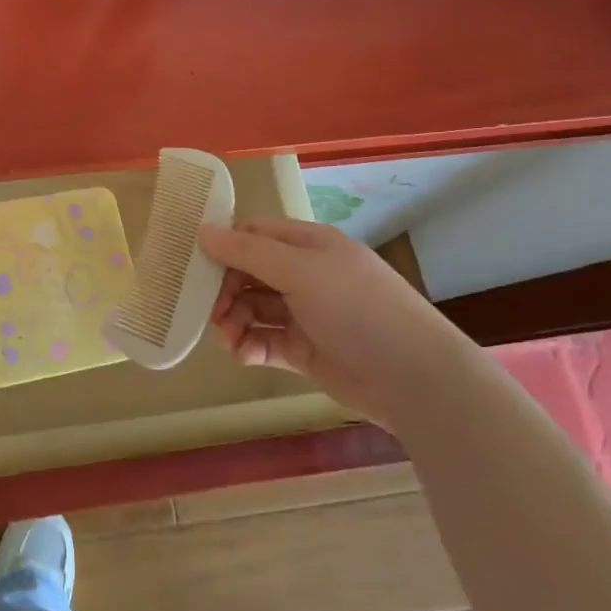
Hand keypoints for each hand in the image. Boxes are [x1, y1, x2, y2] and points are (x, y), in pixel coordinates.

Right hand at [198, 218, 482, 430]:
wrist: (415, 379)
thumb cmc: (357, 309)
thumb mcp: (300, 270)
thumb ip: (247, 252)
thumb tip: (201, 231)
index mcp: (309, 245)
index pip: (254, 234)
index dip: (224, 246)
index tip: (195, 266)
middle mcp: (306, 275)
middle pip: (249, 273)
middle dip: (224, 290)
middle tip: (210, 311)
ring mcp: (306, 314)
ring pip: (253, 309)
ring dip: (233, 320)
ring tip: (228, 338)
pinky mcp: (305, 351)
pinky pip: (265, 341)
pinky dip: (249, 346)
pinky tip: (243, 355)